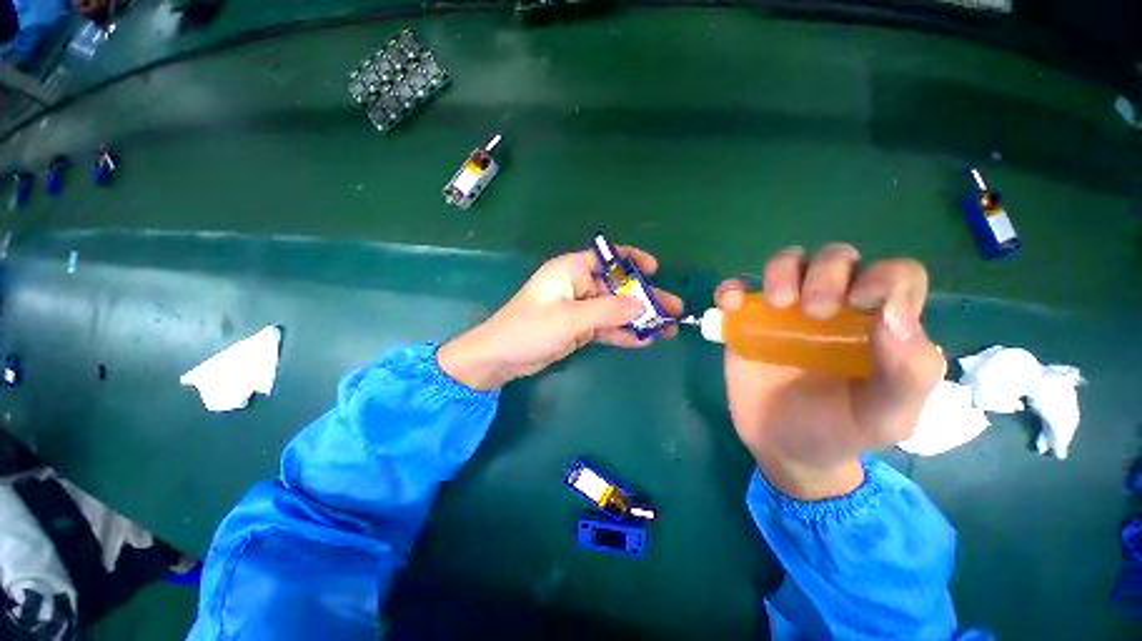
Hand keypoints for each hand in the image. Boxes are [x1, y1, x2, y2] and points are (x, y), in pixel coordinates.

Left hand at [439, 246, 682, 390]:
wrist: (501, 358)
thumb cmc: (530, 329)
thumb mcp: (571, 318)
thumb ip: (608, 311)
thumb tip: (643, 306)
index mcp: (571, 270)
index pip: (607, 257)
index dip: (633, 260)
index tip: (655, 270)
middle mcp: (578, 285)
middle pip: (617, 288)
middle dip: (644, 298)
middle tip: (673, 310)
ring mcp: (579, 308)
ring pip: (614, 310)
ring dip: (638, 319)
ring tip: (668, 329)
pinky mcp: (578, 328)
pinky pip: (605, 327)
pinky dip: (623, 333)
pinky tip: (645, 340)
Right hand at [720, 244, 943, 499]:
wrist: (785, 447)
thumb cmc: (842, 431)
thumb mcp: (889, 416)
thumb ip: (909, 372)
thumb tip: (894, 315)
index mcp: (878, 323)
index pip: (896, 275)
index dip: (886, 278)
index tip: (864, 307)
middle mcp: (834, 307)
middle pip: (836, 258)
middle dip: (828, 274)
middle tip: (816, 312)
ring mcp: (785, 313)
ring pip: (787, 262)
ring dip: (781, 271)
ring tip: (777, 304)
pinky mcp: (747, 322)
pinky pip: (737, 290)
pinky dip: (731, 288)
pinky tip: (730, 304)